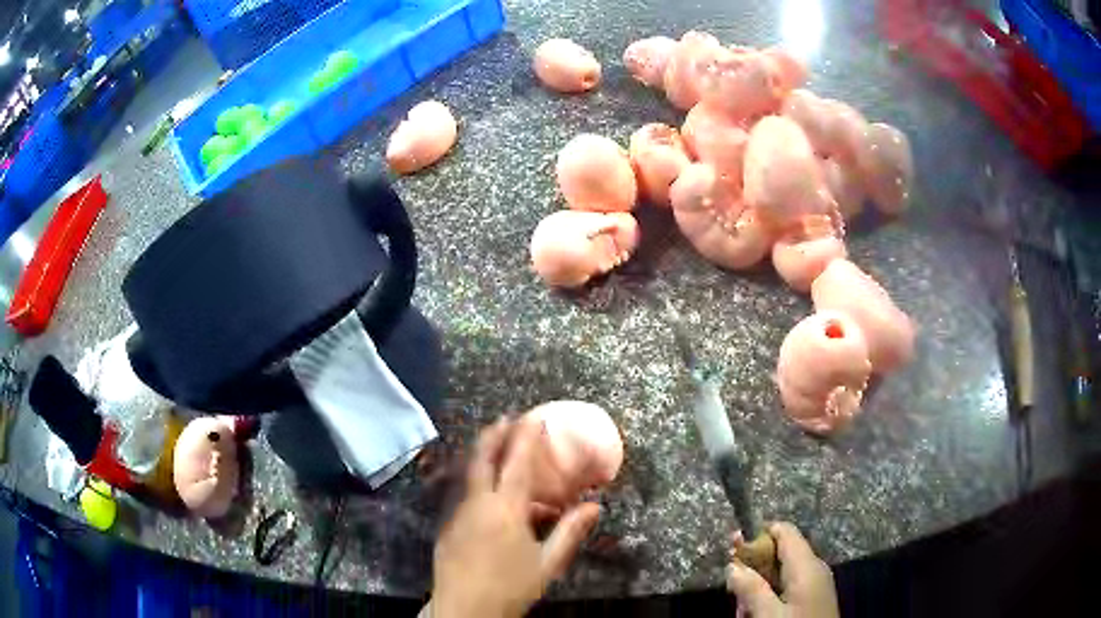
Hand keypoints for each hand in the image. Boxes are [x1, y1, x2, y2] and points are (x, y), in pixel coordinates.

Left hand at [429, 419, 600, 617]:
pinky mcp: (447, 526)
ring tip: (497, 449)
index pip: (516, 463)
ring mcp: (458, 513)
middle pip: (481, 458)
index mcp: (505, 509)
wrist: (464, 609)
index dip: (525, 437)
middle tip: (505, 418)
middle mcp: (477, 503)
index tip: (532, 417)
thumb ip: (570, 532)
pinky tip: (488, 497)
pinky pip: (464, 495)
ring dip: (482, 456)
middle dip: (493, 434)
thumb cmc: (511, 587)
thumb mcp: (547, 563)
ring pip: (469, 474)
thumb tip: (594, 506)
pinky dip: (477, 483)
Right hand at [726, 522, 838, 617]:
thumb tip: (732, 565)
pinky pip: (788, 587)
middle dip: (753, 569)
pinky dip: (770, 596)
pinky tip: (758, 613)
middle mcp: (814, 568)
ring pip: (781, 574)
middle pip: (780, 553)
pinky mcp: (814, 598)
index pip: (784, 531)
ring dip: (758, 588)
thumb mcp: (768, 614)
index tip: (732, 549)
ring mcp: (816, 583)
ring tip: (743, 611)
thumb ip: (751, 589)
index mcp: (807, 564)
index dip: (757, 534)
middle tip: (733, 591)